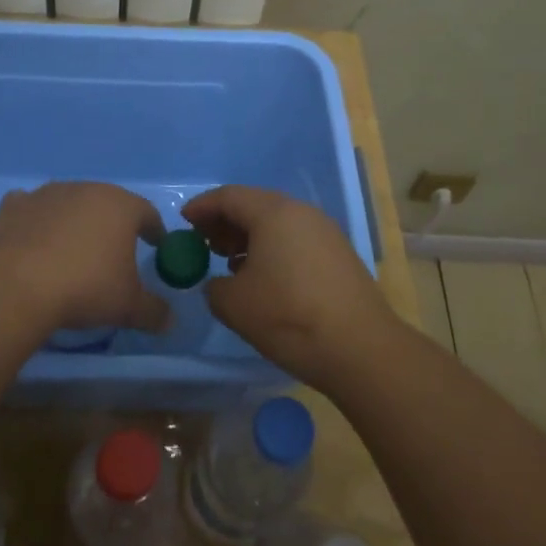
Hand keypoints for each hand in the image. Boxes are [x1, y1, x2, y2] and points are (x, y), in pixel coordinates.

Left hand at [0, 182, 168, 335]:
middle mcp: (86, 189)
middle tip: (115, 251)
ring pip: (70, 204)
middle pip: (107, 204)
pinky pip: (32, 208)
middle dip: (113, 225)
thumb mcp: (128, 307)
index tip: (157, 246)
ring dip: (74, 221)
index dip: (154, 230)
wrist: (16, 284)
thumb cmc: (85, 288)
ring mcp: (47, 194)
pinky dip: (36, 220)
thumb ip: (153, 311)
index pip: (147, 213)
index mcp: (121, 206)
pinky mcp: (14, 205)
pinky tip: (34, 240)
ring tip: (72, 250)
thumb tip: (170, 320)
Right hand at [183, 185, 395, 389]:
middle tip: (205, 244)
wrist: (361, 348)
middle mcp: (301, 212)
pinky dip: (273, 249)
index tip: (184, 222)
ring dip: (249, 238)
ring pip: (277, 223)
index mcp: (273, 213)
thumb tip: (219, 283)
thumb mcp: (234, 305)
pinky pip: (296, 240)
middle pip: (255, 205)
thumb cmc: (289, 316)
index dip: (202, 207)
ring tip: (231, 264)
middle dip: (225, 222)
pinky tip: (265, 278)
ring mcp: (325, 232)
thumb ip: (214, 287)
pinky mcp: (339, 254)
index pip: (229, 197)